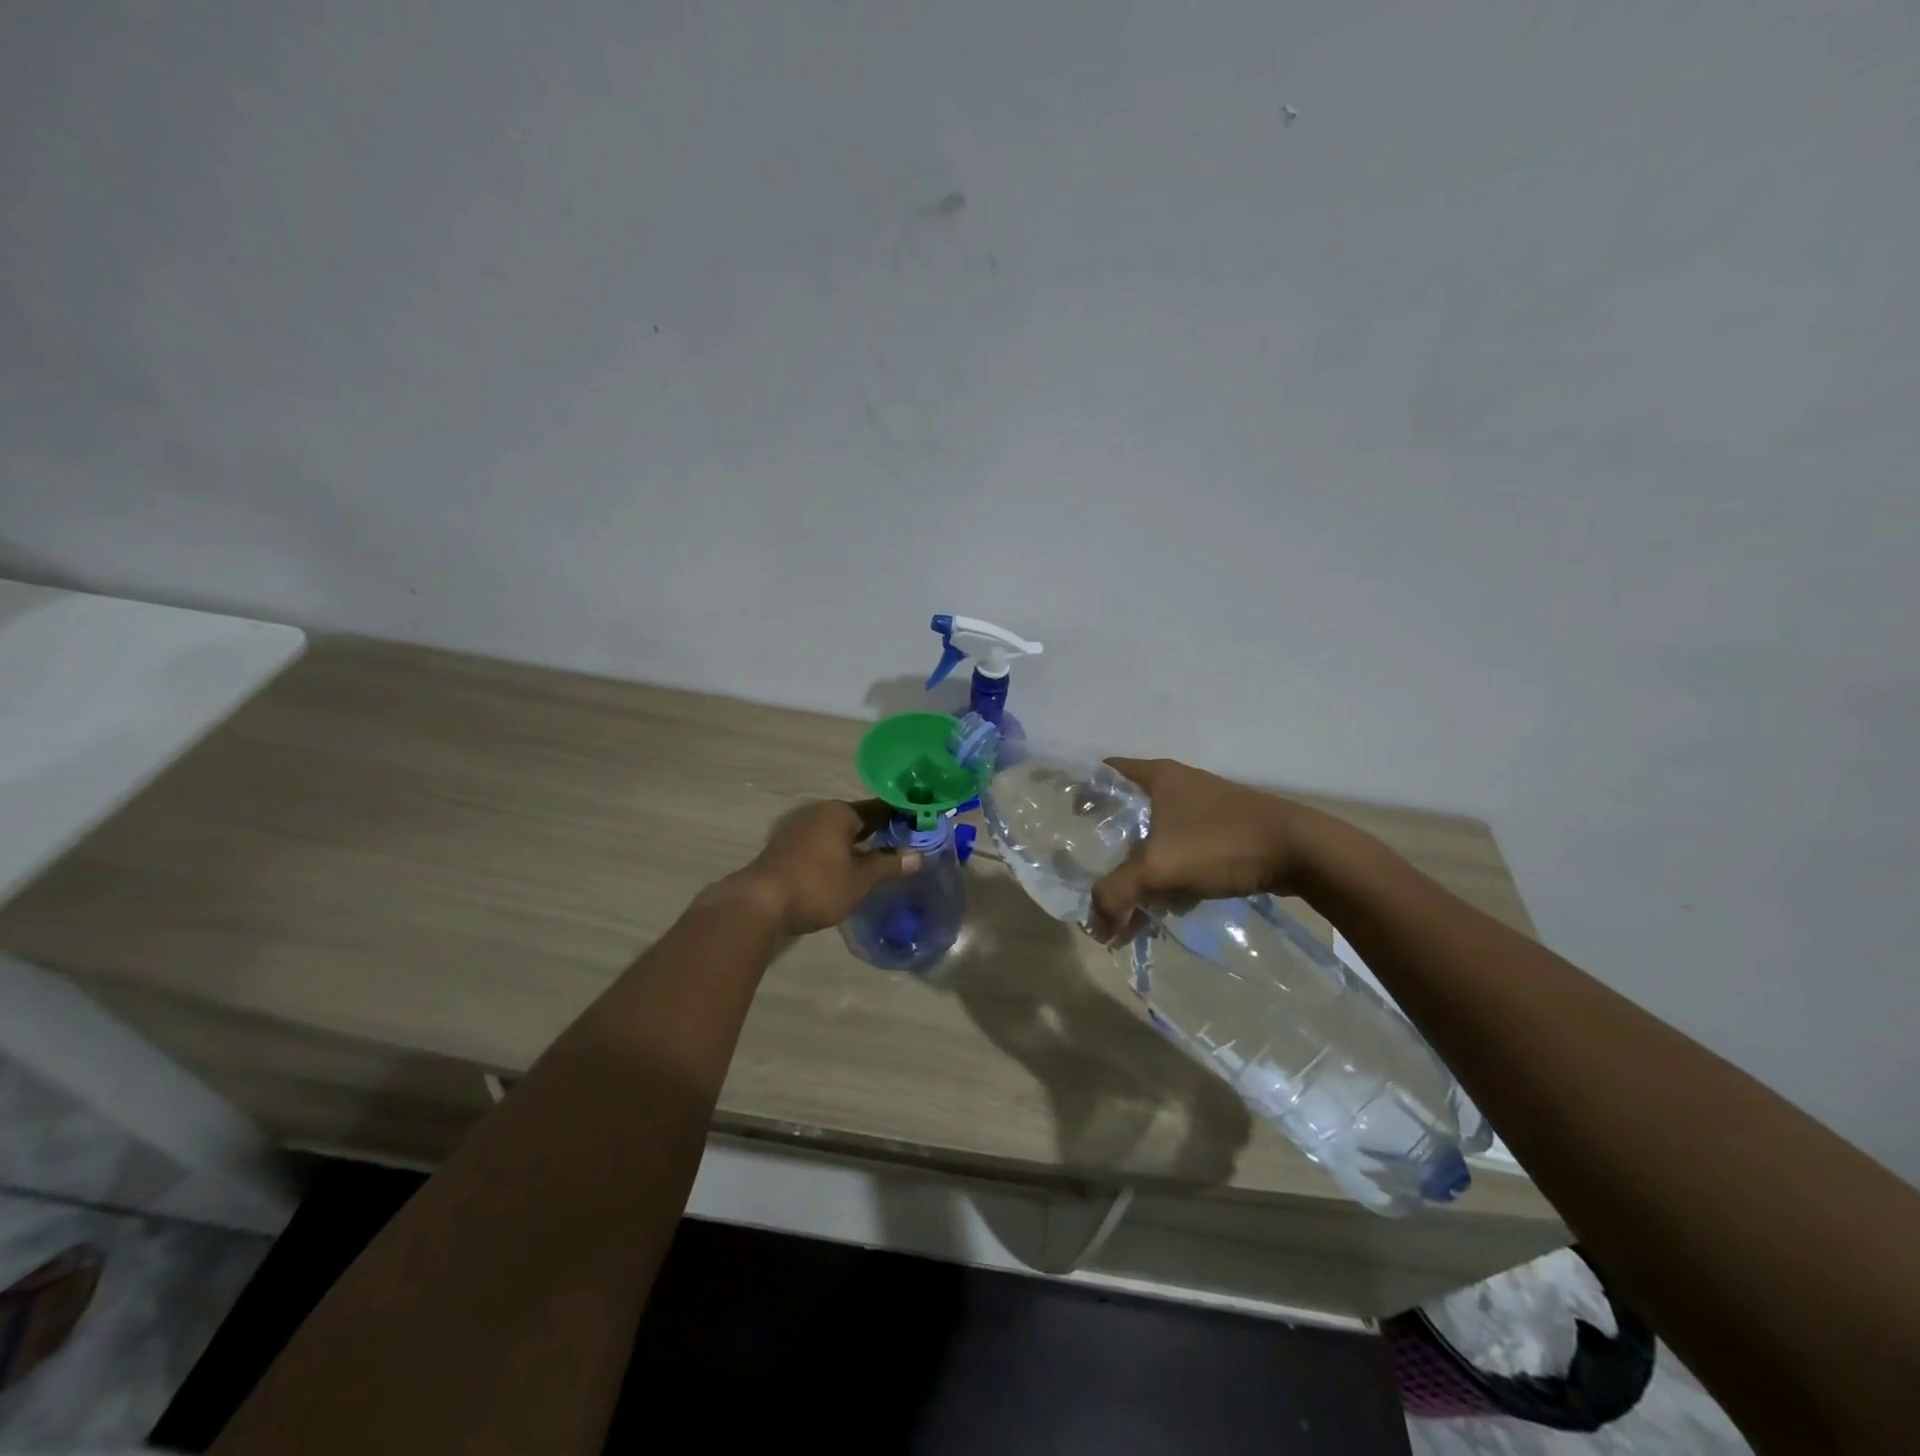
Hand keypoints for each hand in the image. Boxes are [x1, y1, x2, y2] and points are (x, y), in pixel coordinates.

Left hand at [712, 799, 922, 937]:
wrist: (759, 903)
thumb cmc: (817, 885)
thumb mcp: (860, 879)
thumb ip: (889, 865)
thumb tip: (918, 856)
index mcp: (840, 811)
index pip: (879, 809)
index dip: (899, 820)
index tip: (917, 830)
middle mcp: (818, 812)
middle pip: (855, 820)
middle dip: (876, 834)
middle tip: (900, 850)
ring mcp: (797, 828)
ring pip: (835, 833)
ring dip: (854, 846)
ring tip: (875, 864)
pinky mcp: (783, 847)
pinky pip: (819, 844)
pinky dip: (834, 854)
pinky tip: (843, 871)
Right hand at [1088, 757, 1323, 942]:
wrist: (1301, 851)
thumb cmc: (1220, 843)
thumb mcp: (1158, 868)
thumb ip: (1117, 894)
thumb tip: (1095, 925)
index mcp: (1156, 776)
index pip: (1104, 772)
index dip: (1083, 792)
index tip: (1069, 820)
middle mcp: (1177, 784)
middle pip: (1129, 808)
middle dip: (1111, 842)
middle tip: (1095, 869)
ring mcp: (1203, 806)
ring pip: (1157, 833)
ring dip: (1142, 863)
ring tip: (1130, 896)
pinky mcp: (1224, 829)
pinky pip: (1183, 848)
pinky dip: (1170, 871)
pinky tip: (1170, 901)